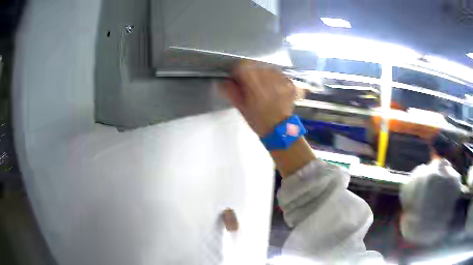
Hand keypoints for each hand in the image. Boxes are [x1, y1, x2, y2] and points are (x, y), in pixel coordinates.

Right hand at [221, 61, 296, 136]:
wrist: (280, 129)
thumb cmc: (258, 119)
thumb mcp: (240, 106)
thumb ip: (230, 91)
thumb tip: (224, 81)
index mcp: (253, 80)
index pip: (242, 64)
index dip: (237, 72)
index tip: (238, 81)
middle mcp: (268, 75)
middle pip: (255, 65)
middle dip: (251, 73)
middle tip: (251, 87)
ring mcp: (281, 77)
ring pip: (268, 68)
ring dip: (264, 75)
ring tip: (265, 89)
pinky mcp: (290, 82)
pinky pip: (280, 75)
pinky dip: (276, 80)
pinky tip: (275, 90)